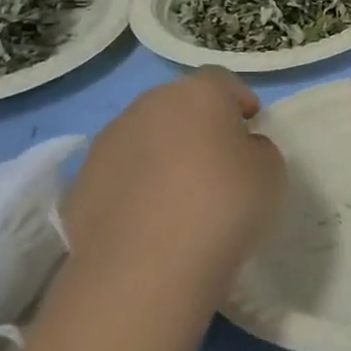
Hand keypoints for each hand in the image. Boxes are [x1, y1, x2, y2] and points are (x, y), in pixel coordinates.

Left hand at [61, 70, 285, 299]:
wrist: (145, 269)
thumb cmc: (224, 206)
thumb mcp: (271, 170)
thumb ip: (256, 148)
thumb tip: (237, 150)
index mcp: (197, 94)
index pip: (223, 81)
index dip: (239, 102)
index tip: (251, 130)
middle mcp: (146, 107)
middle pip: (178, 105)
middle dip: (198, 126)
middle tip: (218, 163)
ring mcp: (105, 145)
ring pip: (144, 138)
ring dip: (162, 156)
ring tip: (181, 198)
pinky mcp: (79, 186)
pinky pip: (120, 175)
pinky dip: (135, 189)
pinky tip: (151, 223)